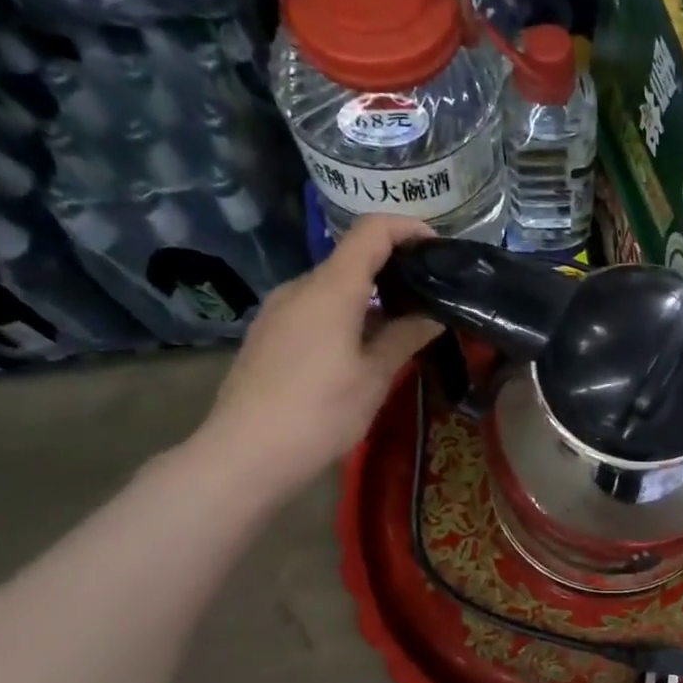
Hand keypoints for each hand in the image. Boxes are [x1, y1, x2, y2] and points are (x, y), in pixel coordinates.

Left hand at [194, 215, 440, 495]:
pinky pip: (314, 310)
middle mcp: (300, 288)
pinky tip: (360, 351)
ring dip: (368, 299)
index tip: (437, 249)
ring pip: (332, 288)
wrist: (244, 455)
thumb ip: (405, 337)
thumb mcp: (374, 377)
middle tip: (428, 299)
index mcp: (330, 289)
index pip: (371, 232)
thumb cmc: (319, 413)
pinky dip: (344, 316)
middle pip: (351, 260)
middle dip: (392, 271)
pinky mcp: (267, 335)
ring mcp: (278, 311)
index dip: (407, 228)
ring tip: (400, 330)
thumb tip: (434, 314)